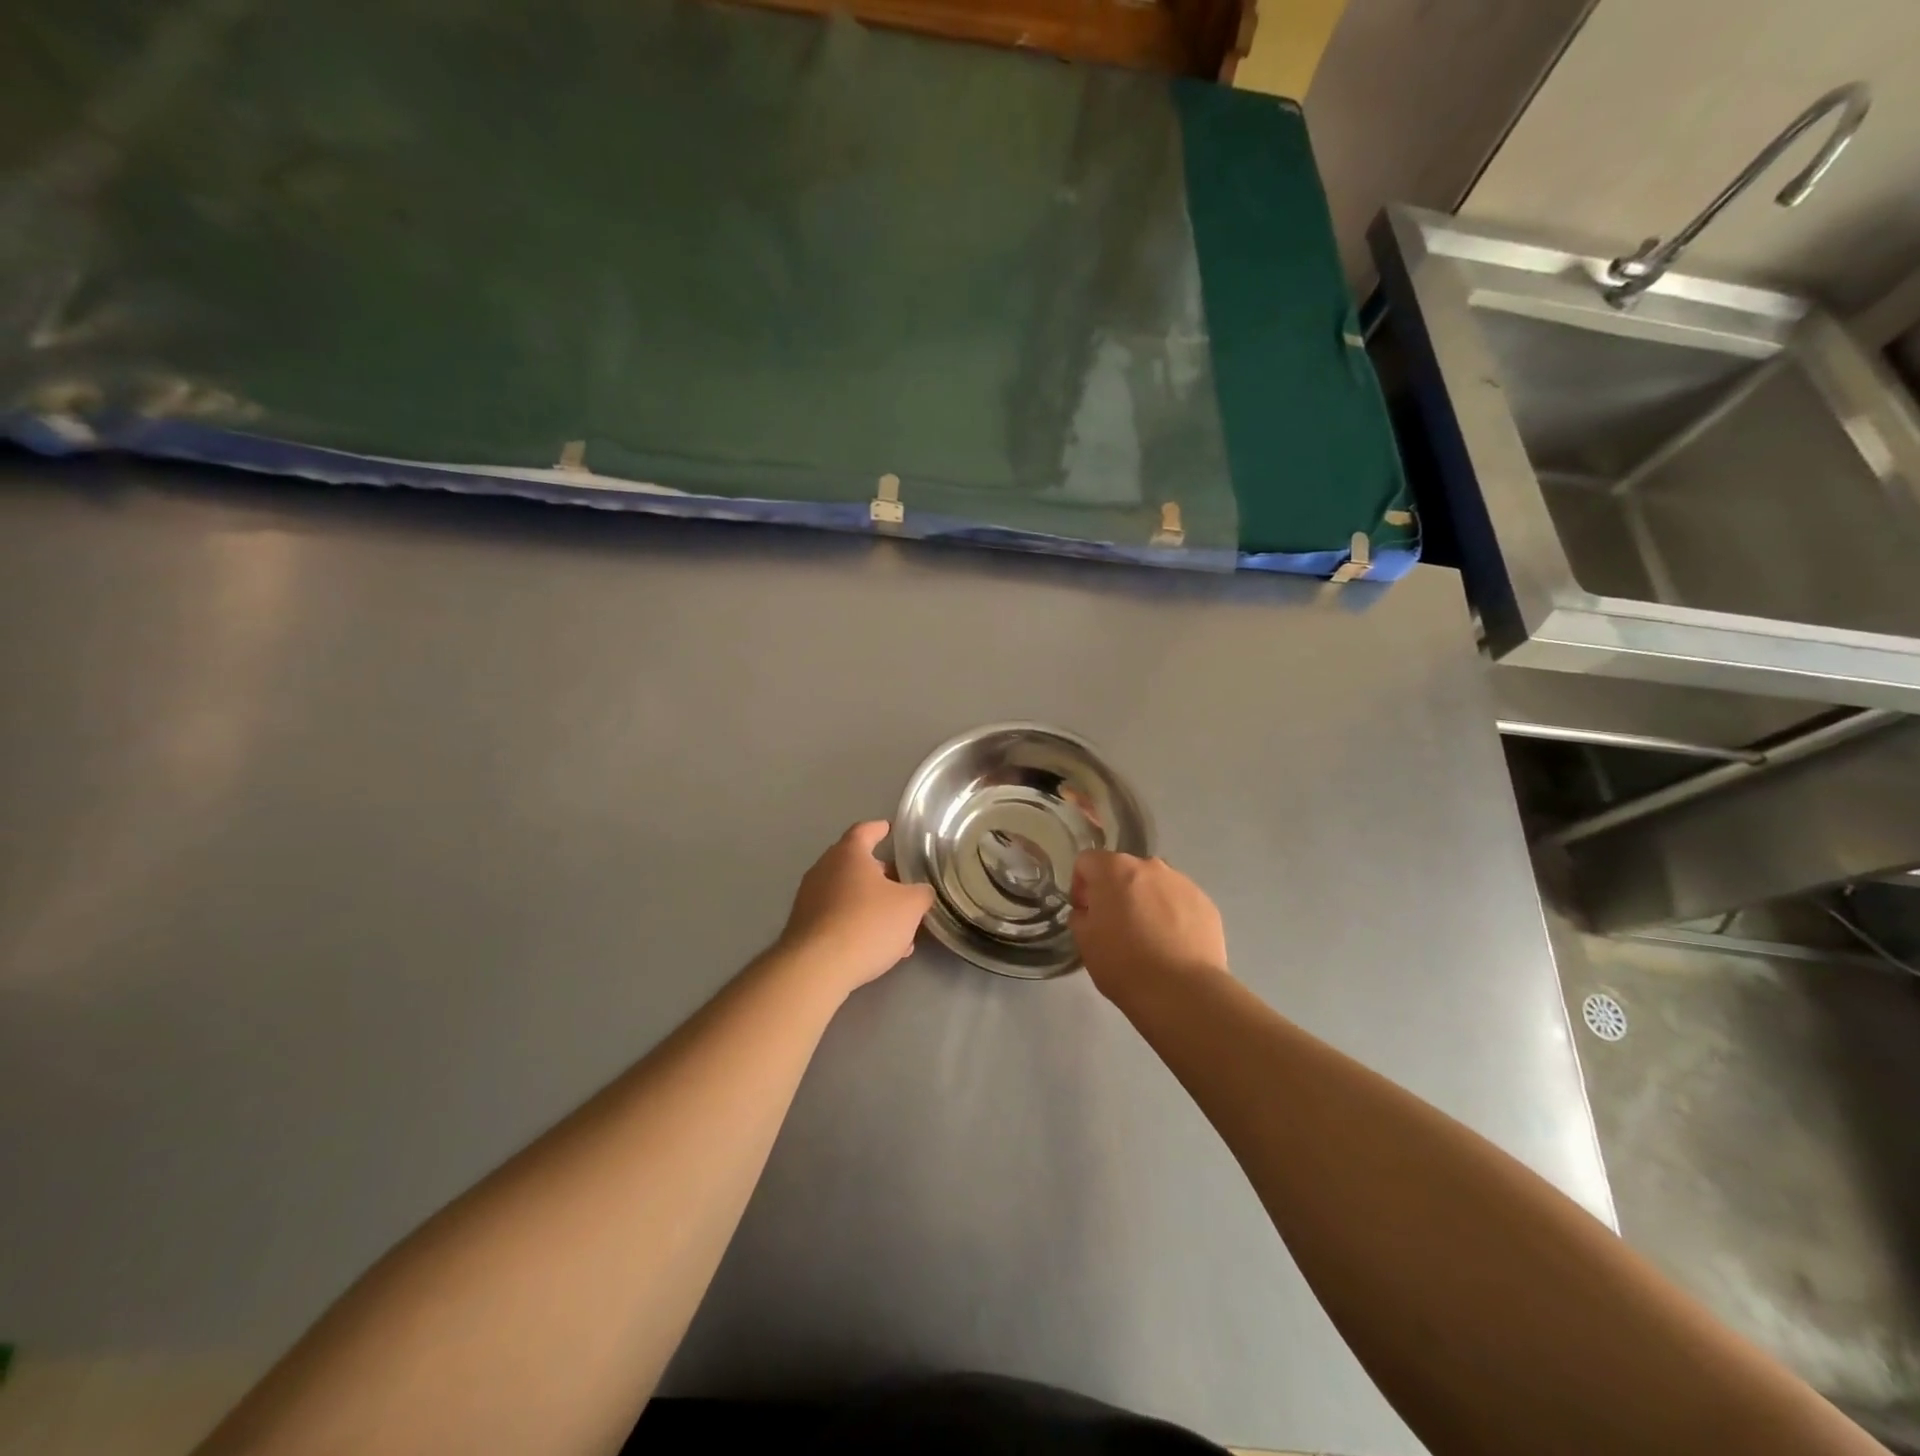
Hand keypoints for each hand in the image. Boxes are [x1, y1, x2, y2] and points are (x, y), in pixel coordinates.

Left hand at [778, 822, 934, 995]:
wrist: (817, 967)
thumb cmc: (867, 923)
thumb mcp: (910, 907)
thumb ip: (921, 893)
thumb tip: (921, 892)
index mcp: (848, 853)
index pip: (865, 830)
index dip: (880, 829)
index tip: (890, 829)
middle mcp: (824, 869)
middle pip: (856, 864)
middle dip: (881, 875)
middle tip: (902, 886)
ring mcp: (809, 897)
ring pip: (848, 894)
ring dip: (871, 905)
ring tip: (897, 927)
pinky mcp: (803, 926)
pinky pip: (837, 917)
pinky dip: (856, 925)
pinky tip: (877, 947)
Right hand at [1070, 851, 1227, 1001]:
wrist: (1182, 992)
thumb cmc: (1123, 964)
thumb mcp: (1085, 942)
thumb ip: (1080, 916)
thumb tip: (1088, 912)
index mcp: (1114, 869)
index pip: (1087, 861)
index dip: (1080, 886)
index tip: (1085, 912)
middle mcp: (1149, 865)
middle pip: (1124, 870)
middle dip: (1116, 891)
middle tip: (1116, 926)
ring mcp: (1182, 882)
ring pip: (1155, 884)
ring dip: (1146, 900)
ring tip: (1149, 937)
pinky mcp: (1206, 903)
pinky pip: (1180, 901)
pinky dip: (1173, 915)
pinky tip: (1173, 945)